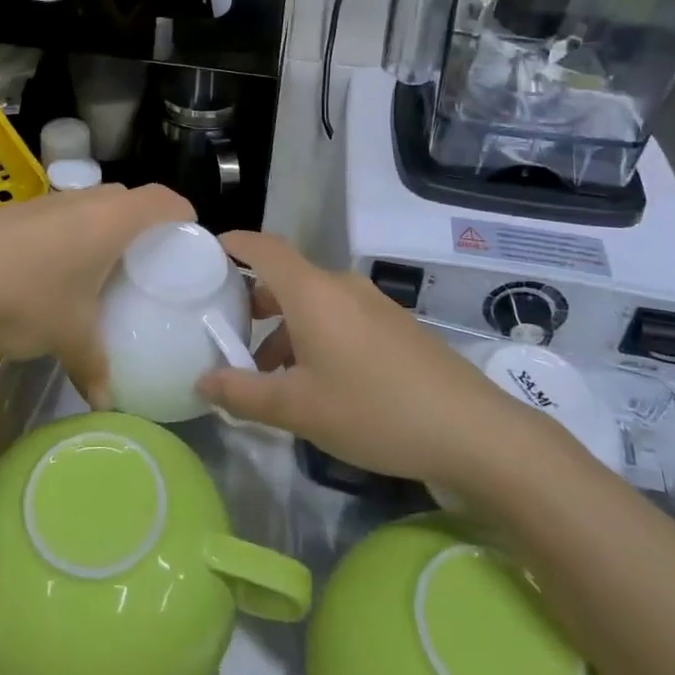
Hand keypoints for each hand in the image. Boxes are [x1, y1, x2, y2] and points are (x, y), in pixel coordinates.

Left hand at [0, 184, 190, 402]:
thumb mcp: (68, 337)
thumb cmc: (25, 296)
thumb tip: (106, 403)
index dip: (183, 215)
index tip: (188, 242)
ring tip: (97, 272)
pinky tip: (47, 275)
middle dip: (142, 225)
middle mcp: (82, 200)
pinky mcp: (11, 213)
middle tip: (144, 265)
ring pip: (87, 206)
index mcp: (111, 220)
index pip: (163, 200)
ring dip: (98, 231)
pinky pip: (55, 217)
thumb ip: (94, 366)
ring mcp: (43, 202)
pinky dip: (64, 237)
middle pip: (127, 199)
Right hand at [197, 231, 511, 485]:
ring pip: (314, 303)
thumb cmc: (374, 410)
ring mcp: (373, 304)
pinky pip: (340, 317)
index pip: (265, 248)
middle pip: (287, 278)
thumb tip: (202, 381)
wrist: (472, 430)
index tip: (209, 254)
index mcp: (313, 292)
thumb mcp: (299, 409)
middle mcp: (342, 286)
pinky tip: (317, 383)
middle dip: (255, 303)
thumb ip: (243, 393)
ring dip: (286, 329)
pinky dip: (316, 337)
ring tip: (270, 376)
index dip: (235, 244)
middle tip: (230, 334)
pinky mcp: (395, 326)